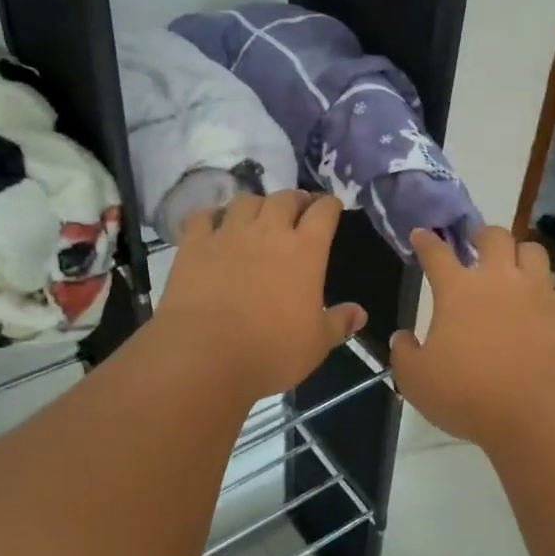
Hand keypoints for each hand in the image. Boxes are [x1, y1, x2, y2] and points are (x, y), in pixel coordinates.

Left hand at [153, 190, 366, 399]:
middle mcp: (268, 232)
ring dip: (256, 204)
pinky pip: (203, 216)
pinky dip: (212, 216)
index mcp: (306, 251)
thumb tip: (360, 313)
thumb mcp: (316, 344)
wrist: (205, 357)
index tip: (331, 207)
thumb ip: (339, 323)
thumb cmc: (271, 352)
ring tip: (257, 216)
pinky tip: (214, 226)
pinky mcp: (194, 244)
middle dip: (295, 200)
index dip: (330, 205)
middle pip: (285, 198)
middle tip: (297, 210)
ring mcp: (228, 234)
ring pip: (245, 200)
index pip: (324, 212)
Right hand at [390, 225, 554, 446]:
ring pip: (535, 251)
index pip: (436, 254)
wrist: (536, 409)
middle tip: (478, 241)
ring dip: (524, 254)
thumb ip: (404, 354)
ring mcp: (539, 290)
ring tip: (519, 265)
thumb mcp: (416, 381)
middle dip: (483, 234)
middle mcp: (499, 279)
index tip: (422, 234)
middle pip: (493, 237)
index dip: (426, 241)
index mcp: (457, 290)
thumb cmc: (468, 393)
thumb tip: (402, 337)